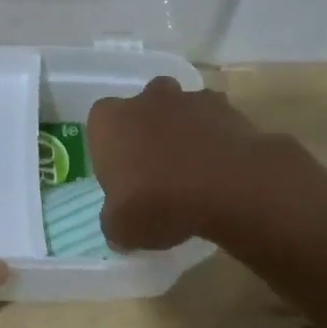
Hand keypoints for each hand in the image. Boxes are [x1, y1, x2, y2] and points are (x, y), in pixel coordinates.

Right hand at [88, 77, 270, 250]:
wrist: (226, 188)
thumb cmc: (158, 203)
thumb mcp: (122, 228)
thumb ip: (114, 222)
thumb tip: (117, 224)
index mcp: (109, 121)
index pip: (100, 126)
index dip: (110, 150)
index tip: (122, 177)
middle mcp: (144, 100)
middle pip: (141, 110)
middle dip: (147, 132)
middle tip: (156, 170)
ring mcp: (186, 99)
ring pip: (179, 110)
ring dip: (182, 131)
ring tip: (192, 169)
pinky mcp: (224, 107)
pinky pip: (214, 119)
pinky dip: (215, 136)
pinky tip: (220, 166)